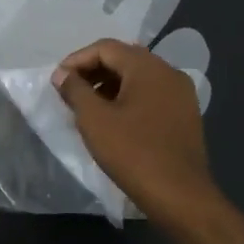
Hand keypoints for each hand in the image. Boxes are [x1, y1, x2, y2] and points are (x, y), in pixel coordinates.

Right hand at [52, 39, 219, 221]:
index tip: (58, 81)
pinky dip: (129, 98)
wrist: (180, 195)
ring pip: (139, 77)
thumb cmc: (133, 153)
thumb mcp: (94, 120)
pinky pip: (152, 94)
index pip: (106, 48)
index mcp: (148, 67)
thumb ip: (75, 90)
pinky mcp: (186, 114)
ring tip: (88, 108)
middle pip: (124, 59)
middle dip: (94, 71)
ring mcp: (181, 94)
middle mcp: (169, 72)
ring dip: (110, 85)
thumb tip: (62, 73)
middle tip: (70, 92)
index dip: (77, 60)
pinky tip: (114, 120)